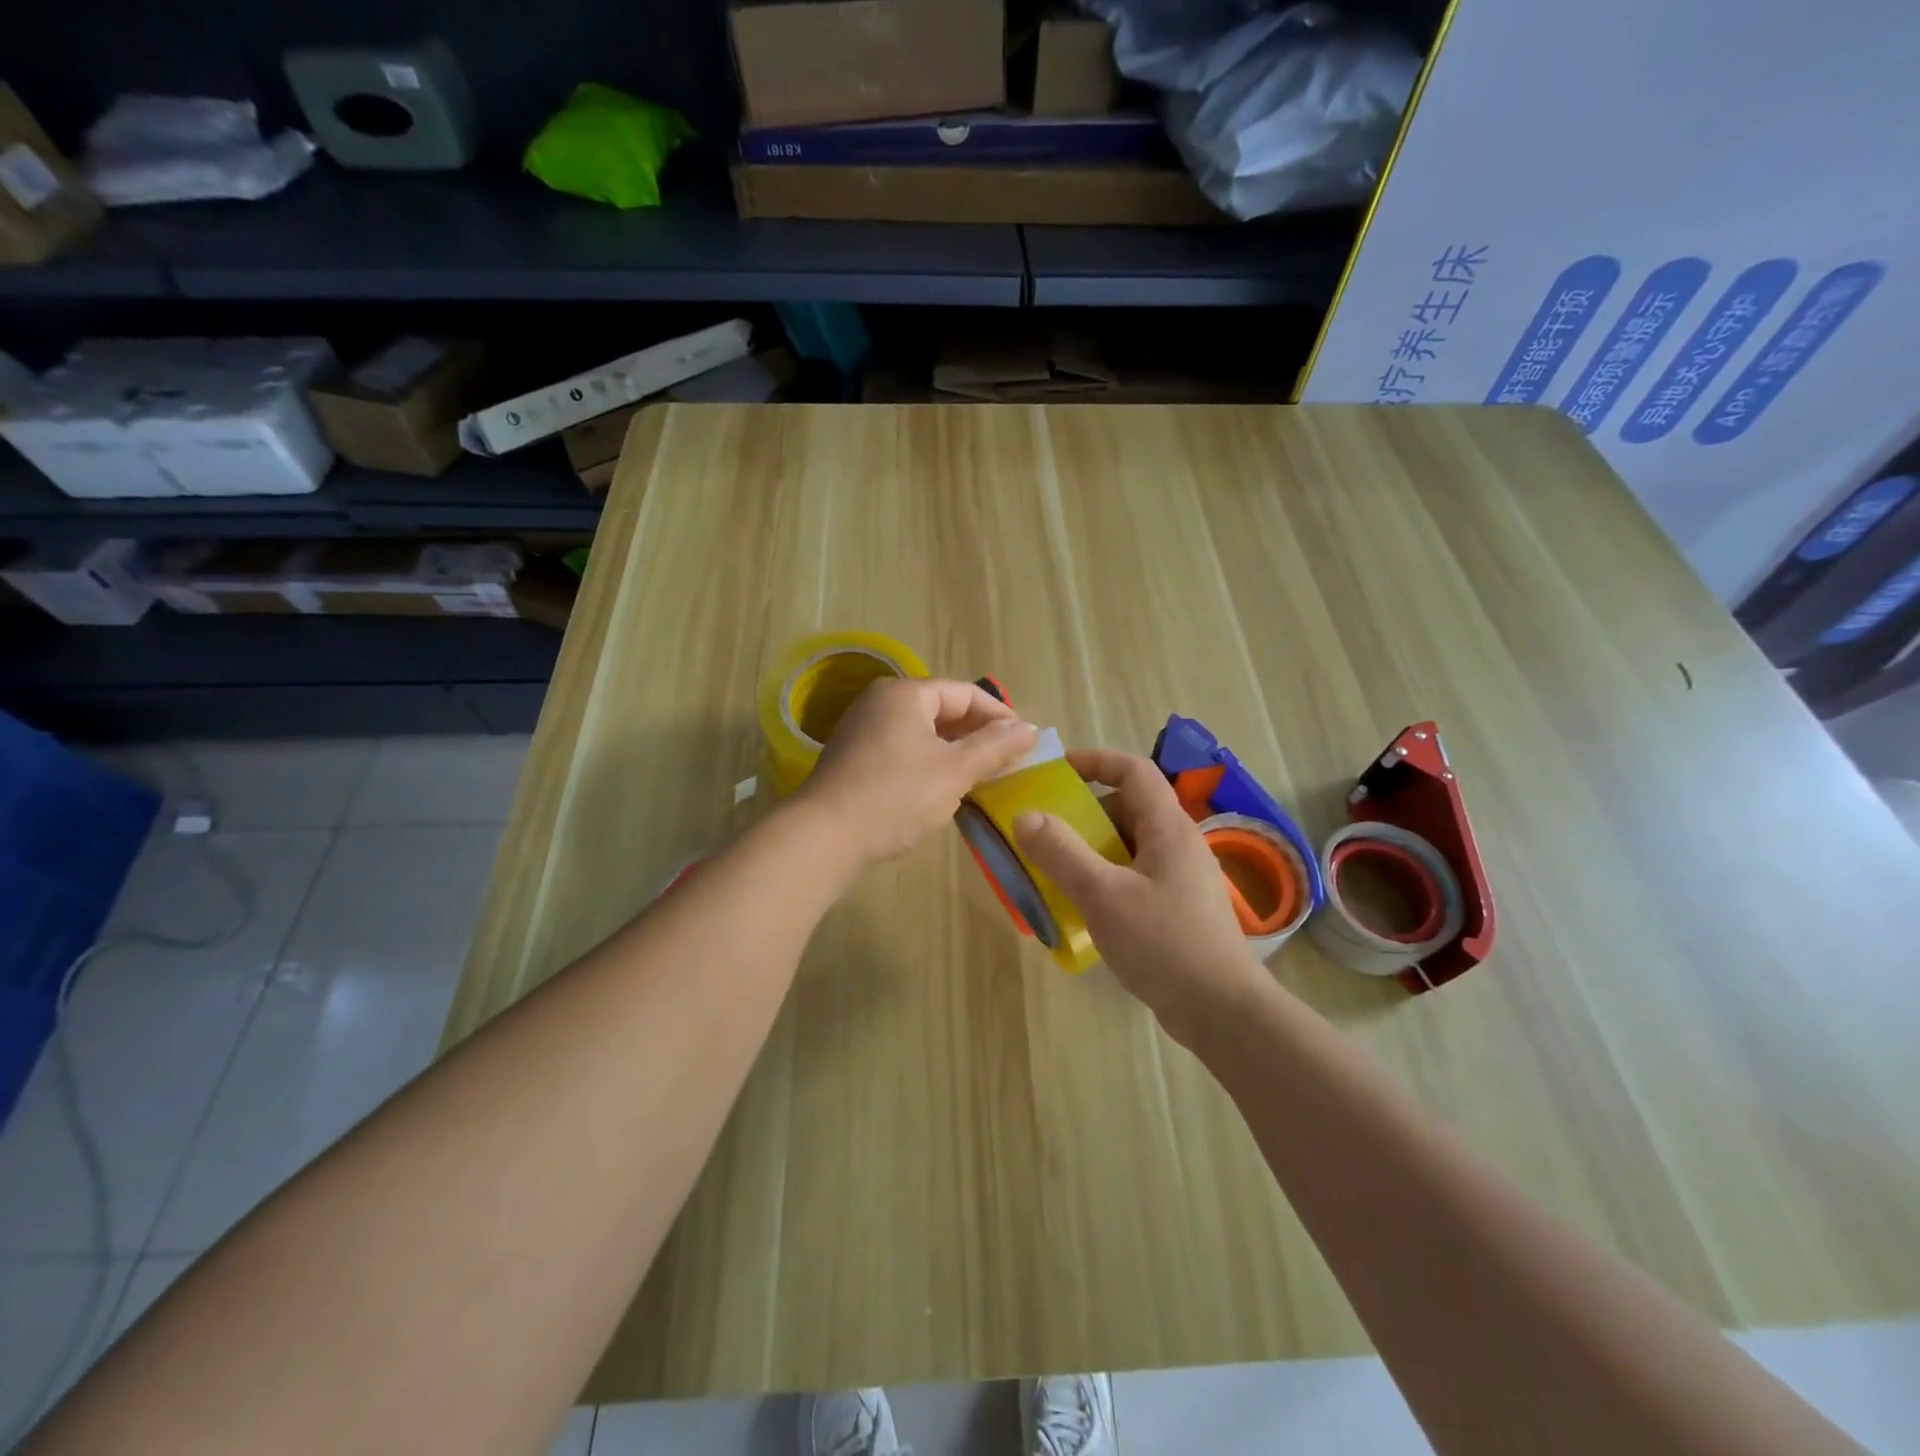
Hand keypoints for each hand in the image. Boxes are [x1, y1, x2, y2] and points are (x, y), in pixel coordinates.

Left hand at [798, 677, 1038, 866]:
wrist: (824, 837)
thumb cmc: (896, 796)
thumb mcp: (955, 771)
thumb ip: (995, 747)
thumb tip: (1030, 728)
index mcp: (905, 694)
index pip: (964, 693)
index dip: (998, 714)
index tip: (1025, 740)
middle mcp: (880, 702)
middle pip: (941, 709)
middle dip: (977, 734)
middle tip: (1007, 760)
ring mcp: (863, 730)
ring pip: (922, 732)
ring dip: (954, 751)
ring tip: (982, 776)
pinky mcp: (855, 758)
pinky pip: (903, 749)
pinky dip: (929, 762)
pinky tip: (944, 788)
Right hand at [1014, 748, 1269, 1045]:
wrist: (1222, 1011)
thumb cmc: (1164, 943)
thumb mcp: (1103, 894)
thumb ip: (1061, 853)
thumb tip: (1025, 816)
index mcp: (1168, 827)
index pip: (1134, 770)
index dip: (1095, 761)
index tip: (1057, 771)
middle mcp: (1179, 844)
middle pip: (1129, 808)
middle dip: (1086, 815)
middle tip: (1049, 836)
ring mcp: (1182, 878)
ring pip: (1130, 846)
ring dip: (1093, 852)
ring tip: (1059, 876)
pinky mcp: (1180, 908)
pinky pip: (1136, 876)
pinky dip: (1107, 880)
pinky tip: (1087, 912)